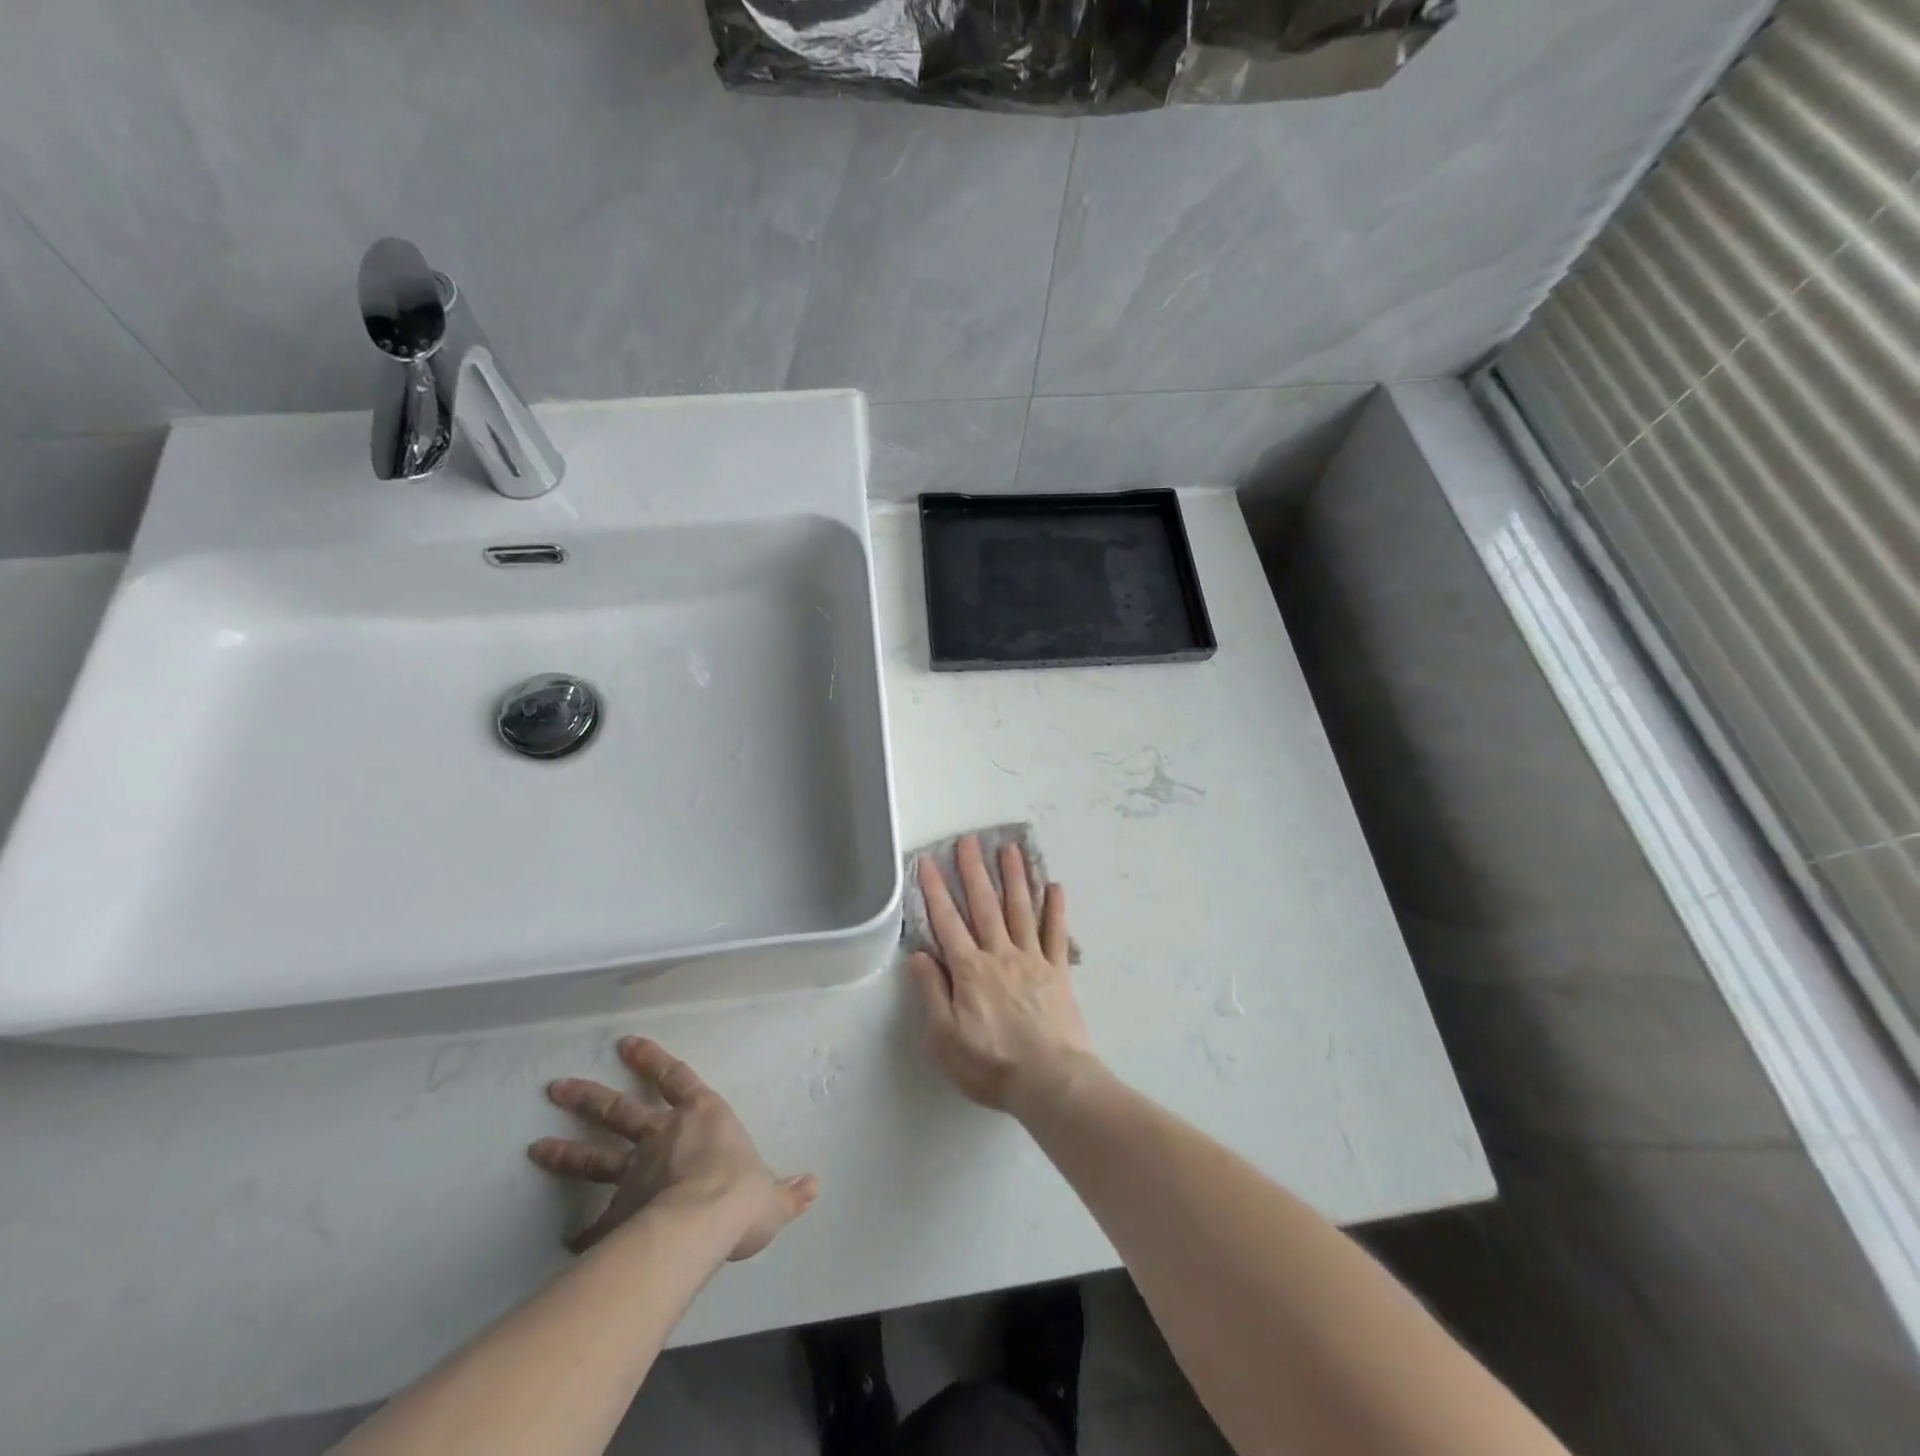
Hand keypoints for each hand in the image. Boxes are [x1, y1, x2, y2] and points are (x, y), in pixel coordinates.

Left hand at [529, 1037, 817, 1258]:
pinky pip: (597, 1222)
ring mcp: (636, 1172)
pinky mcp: (620, 1212)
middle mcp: (665, 1135)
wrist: (703, 1224)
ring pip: (596, 1156)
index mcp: (703, 1116)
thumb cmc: (741, 1194)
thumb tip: (813, 1185)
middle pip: (620, 1111)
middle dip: (588, 1097)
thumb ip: (788, 1191)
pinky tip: (566, 1242)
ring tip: (535, 1147)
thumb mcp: (773, 1195)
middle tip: (556, 1087)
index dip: (652, 1060)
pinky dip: (582, 1232)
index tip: (625, 1044)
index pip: (676, 1077)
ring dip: (567, 1151)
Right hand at [909, 835, 1098, 1114]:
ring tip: (1010, 848)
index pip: (947, 922)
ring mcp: (1033, 959)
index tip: (928, 862)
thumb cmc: (991, 1064)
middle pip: (985, 906)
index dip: (935, 891)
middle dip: (974, 871)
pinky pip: (1057, 933)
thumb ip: (932, 993)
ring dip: (1014, 877)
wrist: (1051, 1081)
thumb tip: (918, 955)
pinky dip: (1056, 908)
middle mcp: (1000, 954)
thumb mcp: (945, 1038)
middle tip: (969, 840)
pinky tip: (1055, 885)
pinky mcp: (1058, 971)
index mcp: (970, 970)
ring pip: (1021, 909)